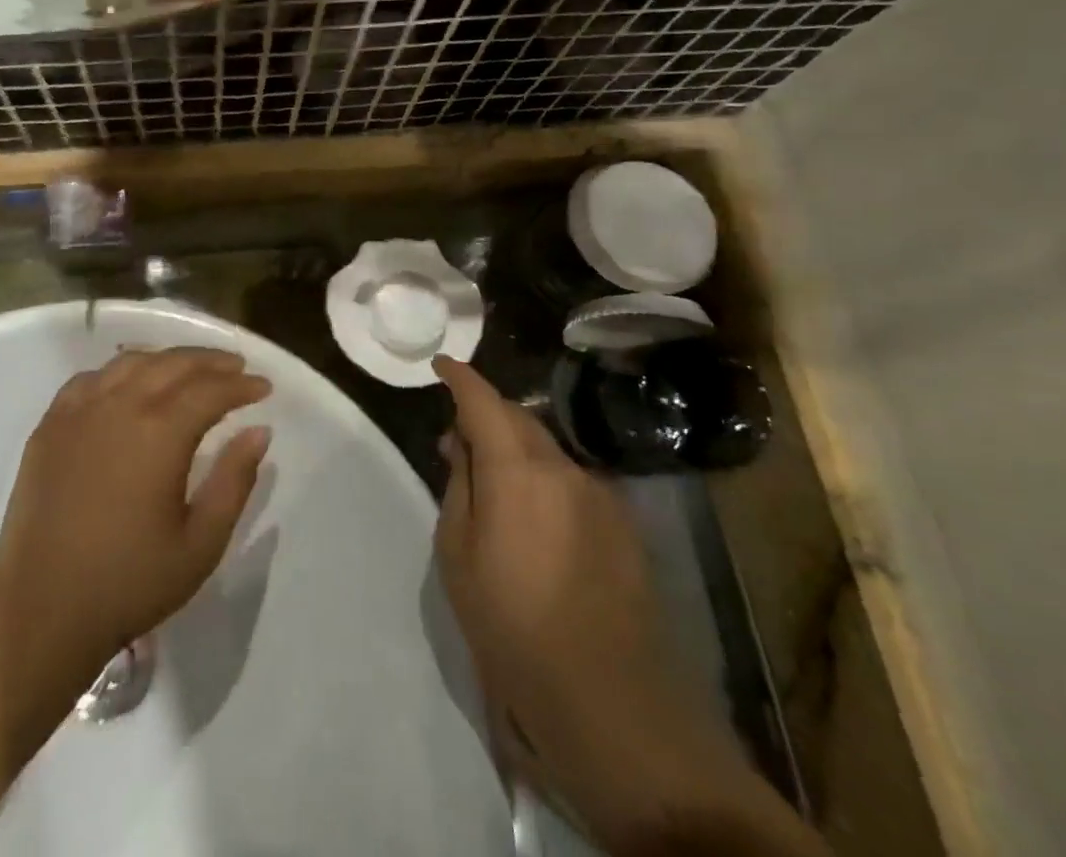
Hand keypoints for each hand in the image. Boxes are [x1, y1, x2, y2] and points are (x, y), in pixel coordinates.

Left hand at [0, 348, 272, 686]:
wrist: (39, 609)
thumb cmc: (128, 582)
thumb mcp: (200, 544)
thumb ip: (234, 481)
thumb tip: (259, 431)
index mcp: (159, 432)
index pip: (210, 390)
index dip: (241, 386)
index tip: (264, 388)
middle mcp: (119, 405)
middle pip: (172, 364)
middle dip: (210, 362)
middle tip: (236, 368)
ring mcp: (79, 411)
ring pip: (130, 363)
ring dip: (167, 360)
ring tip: (189, 370)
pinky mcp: (50, 424)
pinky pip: (90, 378)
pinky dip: (119, 371)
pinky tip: (128, 383)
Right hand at [433, 355, 664, 735]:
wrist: (609, 700)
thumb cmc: (511, 624)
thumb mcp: (458, 555)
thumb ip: (460, 486)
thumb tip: (463, 445)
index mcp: (517, 470)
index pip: (483, 401)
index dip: (460, 377)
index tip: (441, 365)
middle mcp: (564, 468)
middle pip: (519, 419)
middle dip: (486, 415)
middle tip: (456, 442)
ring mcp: (601, 495)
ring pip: (547, 449)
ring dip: (516, 450)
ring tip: (494, 486)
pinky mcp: (624, 526)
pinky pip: (573, 481)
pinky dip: (545, 479)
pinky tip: (537, 521)